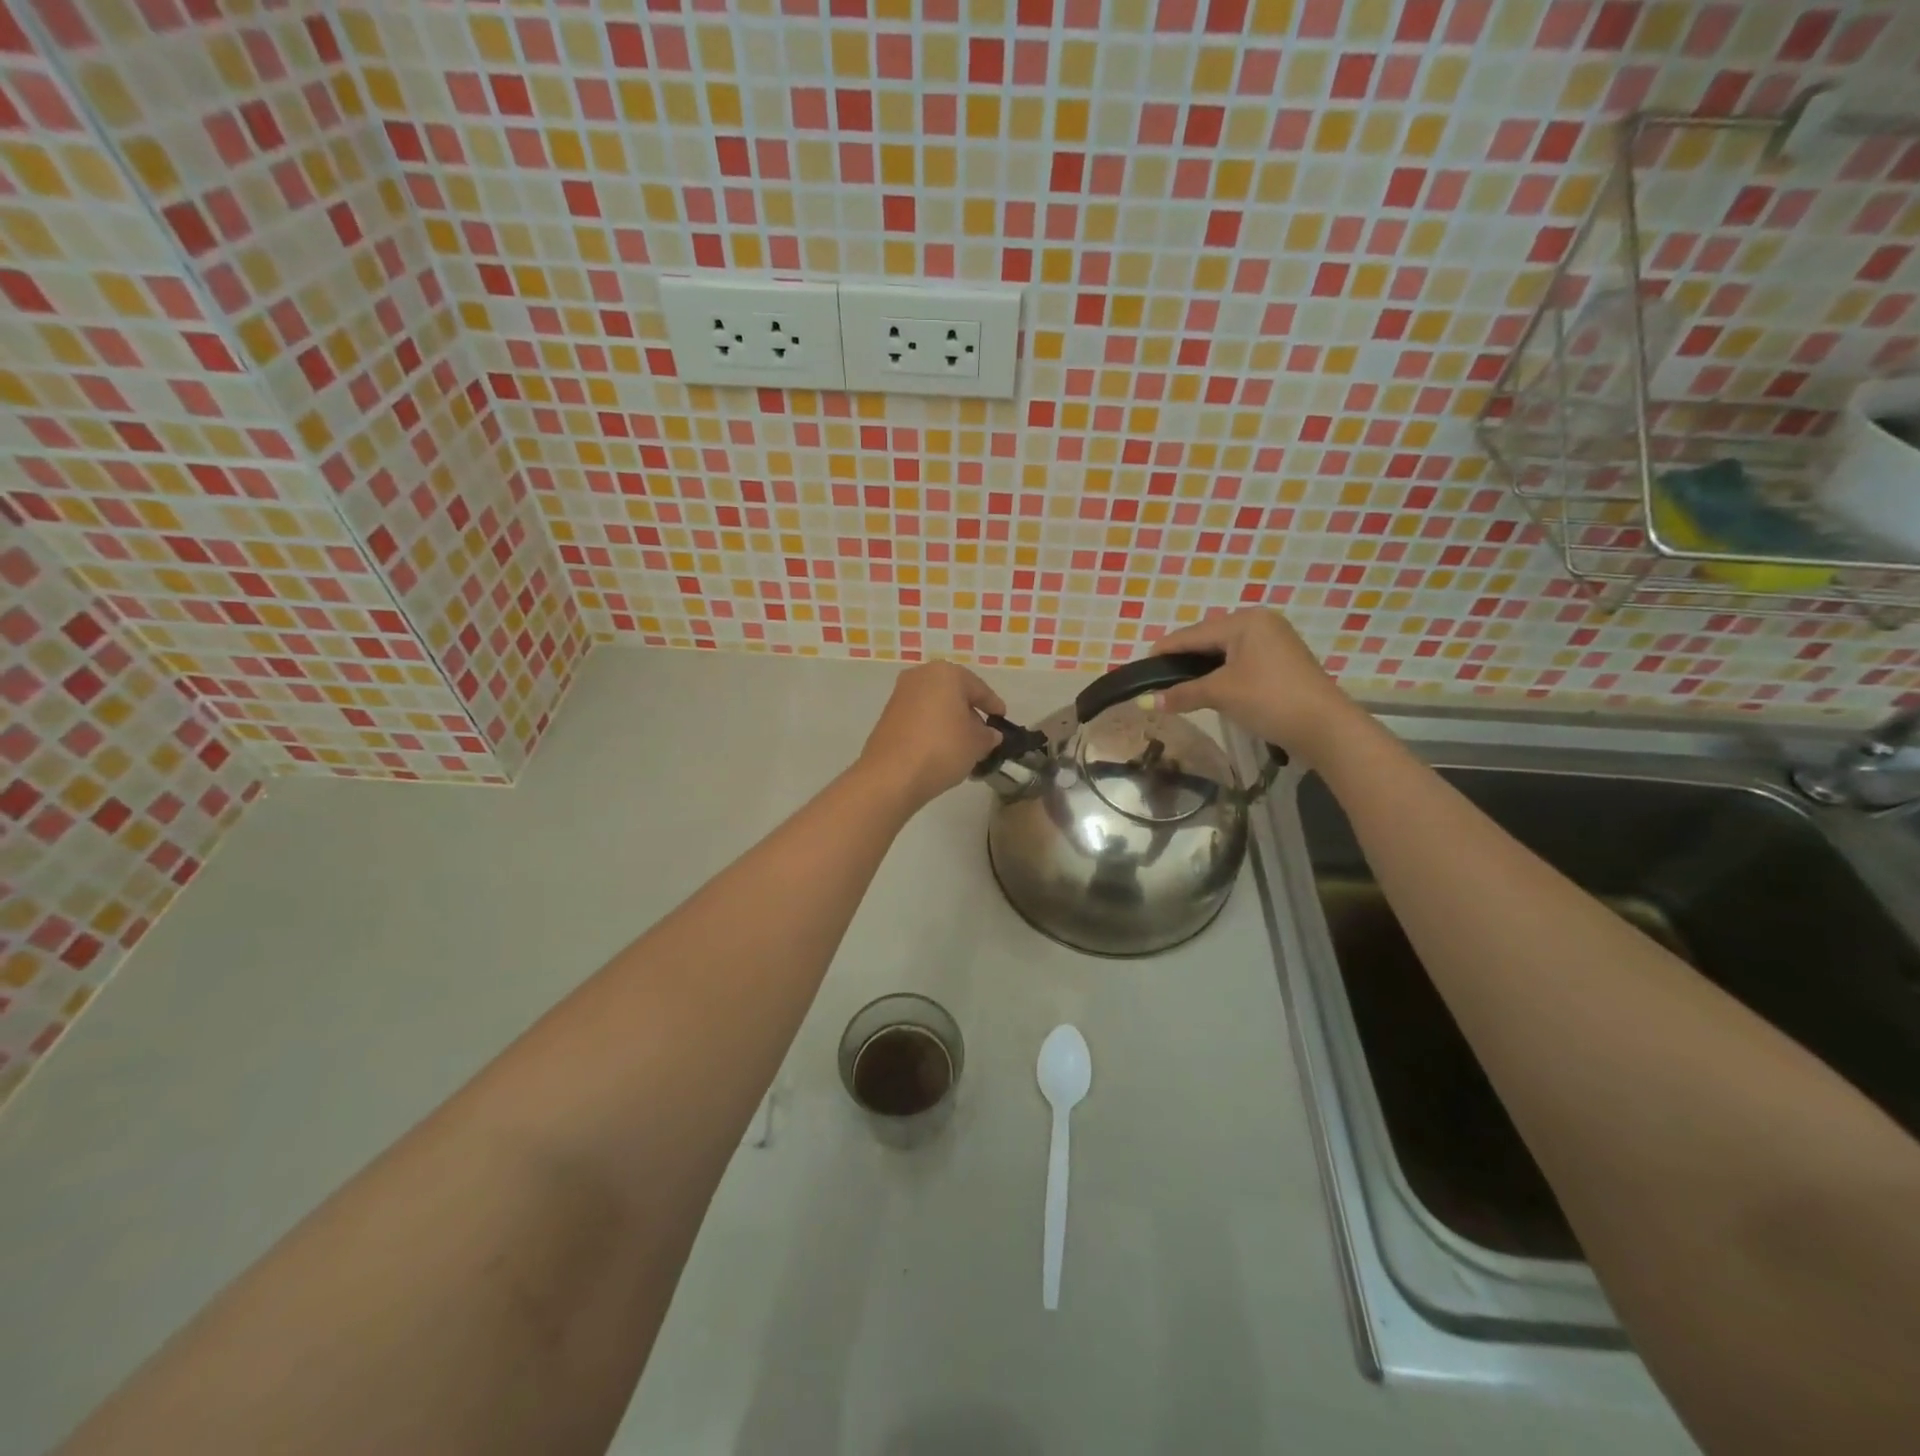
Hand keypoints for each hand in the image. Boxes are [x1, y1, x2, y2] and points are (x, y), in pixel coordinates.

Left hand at [858, 661, 1005, 810]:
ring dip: (950, 722)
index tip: (1002, 718)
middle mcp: (921, 676)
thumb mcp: (977, 744)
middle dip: (969, 712)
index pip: (979, 689)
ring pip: (935, 706)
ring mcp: (900, 695)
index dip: (993, 705)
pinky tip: (941, 749)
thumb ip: (988, 735)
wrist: (891, 775)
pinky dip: (932, 728)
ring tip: (963, 745)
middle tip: (983, 733)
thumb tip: (990, 734)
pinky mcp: (888, 715)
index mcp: (946, 674)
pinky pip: (919, 717)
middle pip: (954, 694)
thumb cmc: (943, 749)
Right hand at [1149, 609, 1364, 767]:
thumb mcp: (1221, 694)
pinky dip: (1221, 674)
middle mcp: (1260, 623)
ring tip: (1177, 686)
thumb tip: (1148, 702)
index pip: (1192, 634)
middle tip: (1156, 680)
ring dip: (1201, 669)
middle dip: (1183, 660)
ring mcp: (1274, 642)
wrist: (1325, 727)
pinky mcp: (1282, 662)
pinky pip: (1240, 662)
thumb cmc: (1269, 699)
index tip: (1139, 666)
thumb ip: (1182, 694)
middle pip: (1208, 640)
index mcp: (1245, 621)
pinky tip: (1207, 688)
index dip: (1164, 650)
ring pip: (1224, 652)